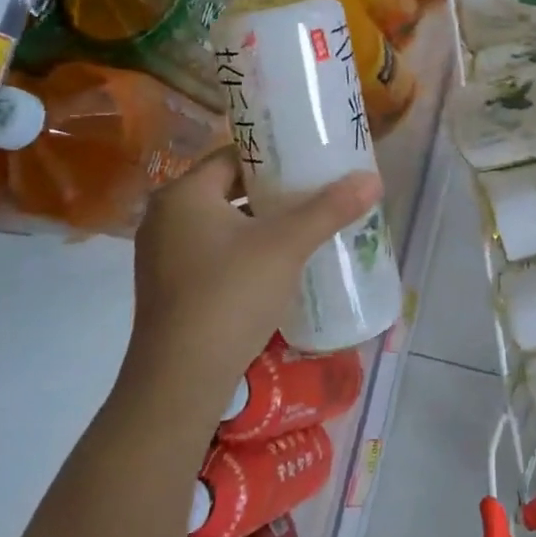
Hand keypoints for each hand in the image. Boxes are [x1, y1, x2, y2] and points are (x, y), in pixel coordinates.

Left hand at [122, 149, 382, 410]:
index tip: (311, 159)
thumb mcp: (285, 246)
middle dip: (274, 191)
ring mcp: (163, 256)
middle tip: (317, 191)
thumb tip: (372, 178)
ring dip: (261, 223)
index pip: (234, 155)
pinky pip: (214, 252)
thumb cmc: (229, 296)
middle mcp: (165, 218)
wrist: (180, 381)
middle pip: (229, 189)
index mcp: (183, 194)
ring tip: (306, 225)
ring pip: (222, 223)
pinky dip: (245, 250)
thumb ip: (329, 209)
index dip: (275, 154)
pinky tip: (279, 264)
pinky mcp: (170, 288)